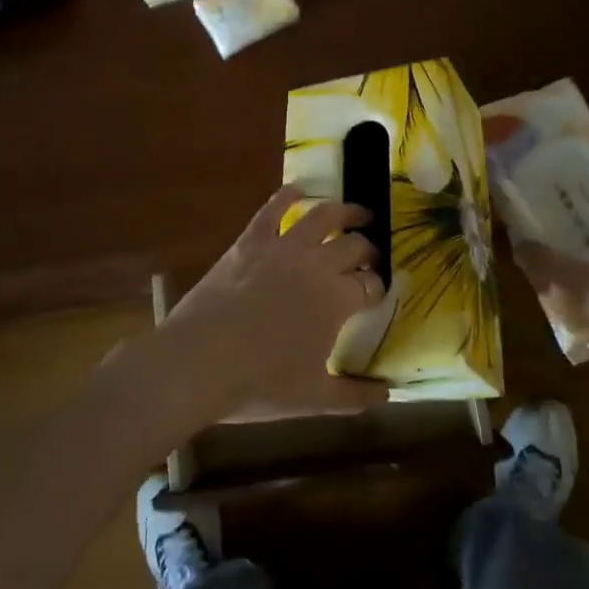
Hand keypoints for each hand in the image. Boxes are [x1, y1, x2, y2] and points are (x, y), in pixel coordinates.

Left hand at [163, 186, 386, 422]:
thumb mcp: (314, 398)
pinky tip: (297, 190)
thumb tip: (388, 396)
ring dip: (344, 211)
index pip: (370, 285)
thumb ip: (354, 396)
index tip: (376, 292)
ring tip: (357, 212)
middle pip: (353, 246)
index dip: (377, 287)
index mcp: (337, 300)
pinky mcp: (250, 241)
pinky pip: (272, 210)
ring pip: (322, 217)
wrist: (200, 361)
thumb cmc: (260, 384)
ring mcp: (282, 248)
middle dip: (367, 249)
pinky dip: (287, 196)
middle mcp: (317, 264)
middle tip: (370, 254)